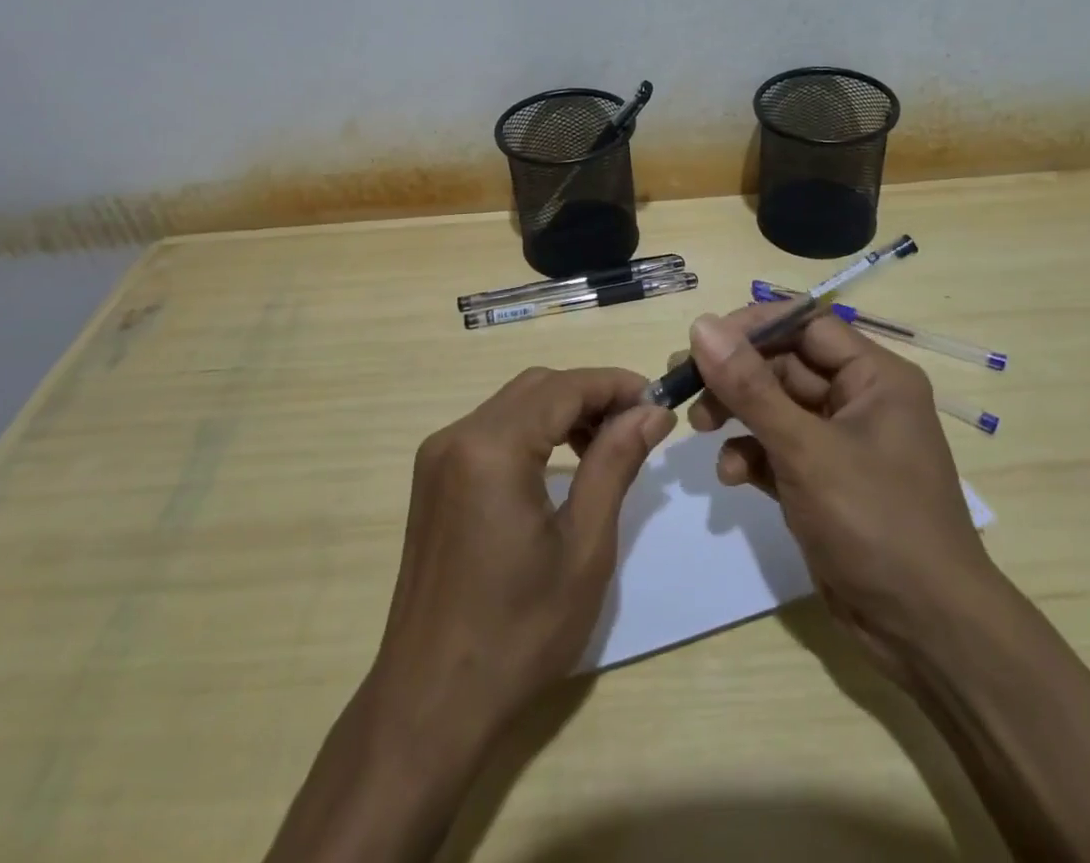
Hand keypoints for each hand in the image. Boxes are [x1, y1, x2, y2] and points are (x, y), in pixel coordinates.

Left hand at [369, 366, 675, 753]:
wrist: (430, 704)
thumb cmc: (518, 633)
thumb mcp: (584, 548)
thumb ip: (616, 464)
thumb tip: (651, 412)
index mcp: (491, 448)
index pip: (565, 387)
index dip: (616, 384)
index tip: (659, 401)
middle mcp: (457, 436)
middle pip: (537, 387)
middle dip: (591, 395)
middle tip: (638, 426)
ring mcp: (438, 456)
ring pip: (514, 404)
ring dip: (563, 411)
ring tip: (606, 446)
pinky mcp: (433, 478)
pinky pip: (492, 430)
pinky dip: (533, 431)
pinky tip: (561, 463)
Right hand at [683, 308, 993, 677]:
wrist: (926, 633)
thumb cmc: (876, 522)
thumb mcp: (806, 449)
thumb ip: (750, 387)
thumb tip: (701, 325)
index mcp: (875, 377)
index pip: (806, 326)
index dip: (754, 327)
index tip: (703, 341)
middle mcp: (859, 401)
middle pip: (784, 365)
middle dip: (736, 377)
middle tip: (686, 387)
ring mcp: (841, 444)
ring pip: (776, 408)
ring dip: (737, 415)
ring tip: (700, 428)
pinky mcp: (824, 483)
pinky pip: (778, 450)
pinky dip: (752, 456)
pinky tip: (731, 476)